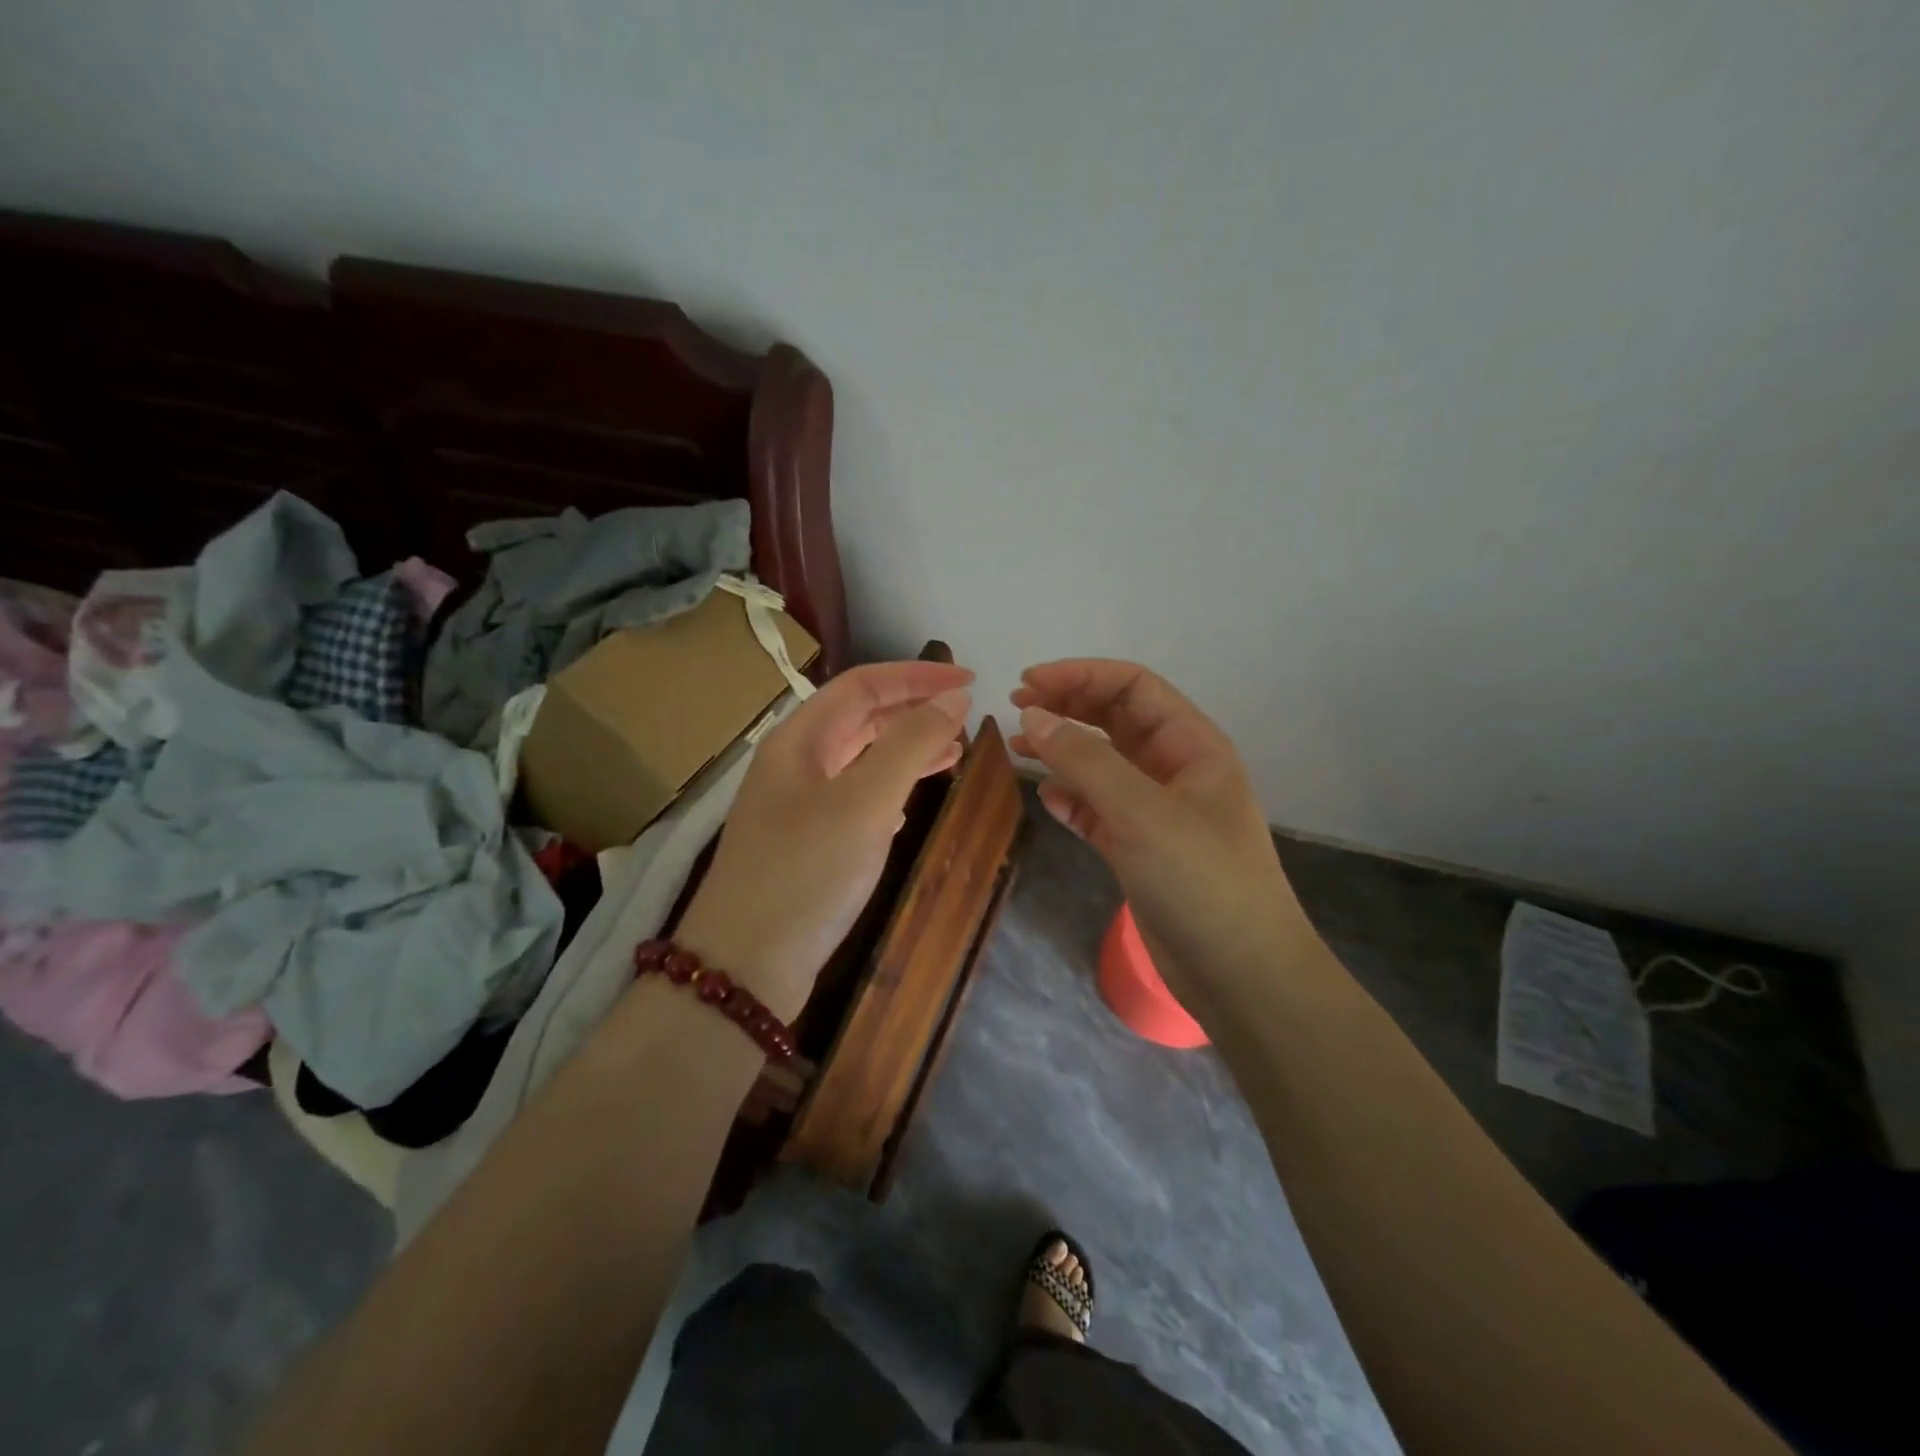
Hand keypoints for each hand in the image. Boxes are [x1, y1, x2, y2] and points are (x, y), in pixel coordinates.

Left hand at [674, 661, 972, 1020]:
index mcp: (799, 740)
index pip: (862, 685)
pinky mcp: (805, 844)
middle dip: (913, 711)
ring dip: (905, 750)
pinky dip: (888, 790)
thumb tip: (953, 698)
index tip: (969, 680)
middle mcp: (794, 763)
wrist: (744, 966)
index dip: (917, 676)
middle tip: (964, 718)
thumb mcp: (865, 802)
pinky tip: (909, 805)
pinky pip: (854, 798)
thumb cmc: (807, 872)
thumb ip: (910, 744)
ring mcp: (796, 806)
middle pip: (859, 718)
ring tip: (952, 755)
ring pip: (859, 759)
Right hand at [1010, 660, 1300, 997]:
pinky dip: (1072, 798)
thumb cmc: (1200, 880)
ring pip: (1103, 764)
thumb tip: (1033, 716)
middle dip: (1068, 706)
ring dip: (1063, 751)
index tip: (1027, 685)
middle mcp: (1175, 770)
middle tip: (1017, 709)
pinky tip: (1047, 798)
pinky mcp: (1140, 849)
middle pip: (1115, 719)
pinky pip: (1098, 809)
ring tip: (1019, 747)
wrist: (1240, 973)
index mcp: (1192, 745)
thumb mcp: (1141, 811)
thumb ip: (1085, 760)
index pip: (1132, 687)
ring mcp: (1157, 811)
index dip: (1080, 676)